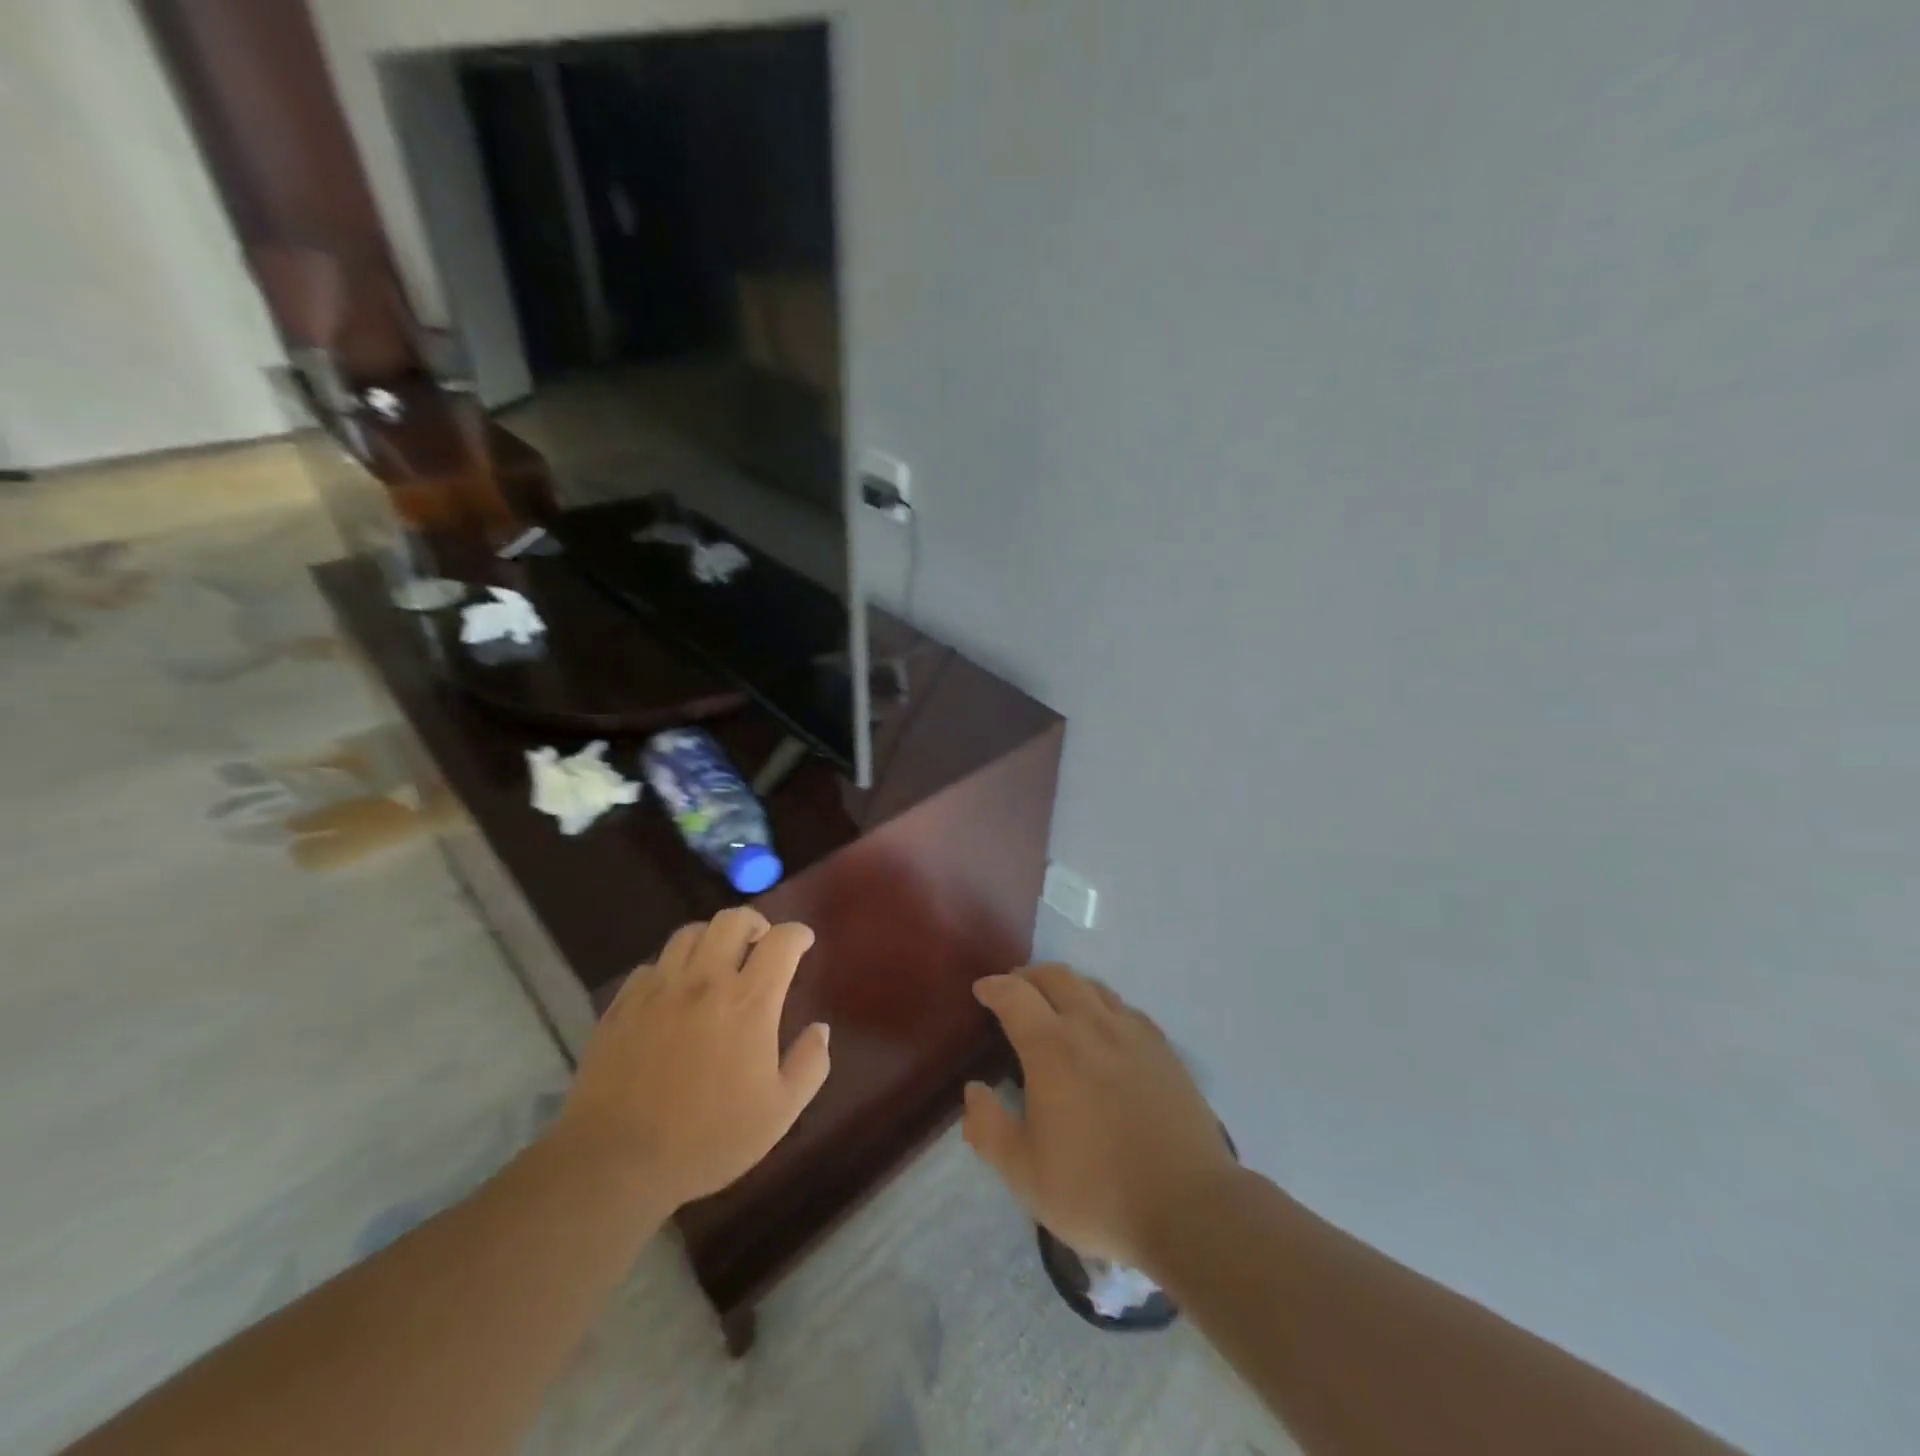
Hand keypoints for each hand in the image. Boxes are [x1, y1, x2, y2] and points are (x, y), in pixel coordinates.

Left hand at [556, 909, 831, 1211]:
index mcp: (749, 1002)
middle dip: (755, 922)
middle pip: (733, 920)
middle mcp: (706, 981)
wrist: (616, 1163)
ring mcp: (659, 989)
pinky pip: (652, 965)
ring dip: (712, 938)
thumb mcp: (779, 1112)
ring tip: (717, 959)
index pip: (781, 941)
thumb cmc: (708, 1140)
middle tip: (761, 941)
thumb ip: (809, 1065)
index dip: (797, 933)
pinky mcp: (623, 1004)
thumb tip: (821, 1029)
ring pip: (690, 933)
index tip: (803, 941)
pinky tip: (674, 991)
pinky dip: (671, 967)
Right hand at [963, 964, 1235, 1271]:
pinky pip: (1126, 1009)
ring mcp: (1133, 1034)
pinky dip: (1102, 1005)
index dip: (994, 987)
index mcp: (1052, 1048)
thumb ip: (989, 1129)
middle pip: (1056, 977)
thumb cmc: (1097, 1192)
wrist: (1188, 1207)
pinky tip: (1104, 1027)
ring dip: (1066, 985)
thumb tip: (973, 1090)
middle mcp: (1091, 1026)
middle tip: (1015, 989)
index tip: (982, 990)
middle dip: (1029, 976)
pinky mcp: (1164, 1050)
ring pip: (1093, 987)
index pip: (1015, 995)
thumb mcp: (1025, 1174)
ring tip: (1056, 1003)